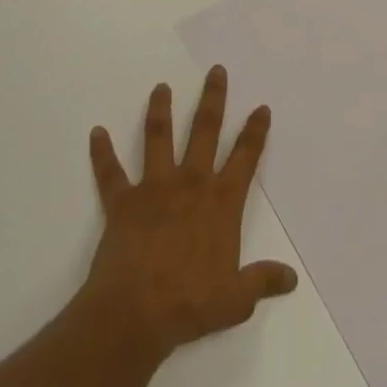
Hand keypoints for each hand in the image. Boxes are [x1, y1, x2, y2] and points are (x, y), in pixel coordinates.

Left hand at [82, 66, 298, 359]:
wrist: (135, 315)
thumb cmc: (190, 304)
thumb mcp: (236, 299)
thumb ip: (262, 281)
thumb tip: (291, 278)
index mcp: (221, 201)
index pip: (245, 157)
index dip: (255, 131)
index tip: (261, 107)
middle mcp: (191, 183)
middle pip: (205, 130)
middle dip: (213, 98)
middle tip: (216, 71)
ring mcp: (154, 188)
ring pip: (159, 138)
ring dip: (159, 111)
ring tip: (160, 87)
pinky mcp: (123, 202)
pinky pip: (110, 172)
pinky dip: (102, 153)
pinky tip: (95, 133)